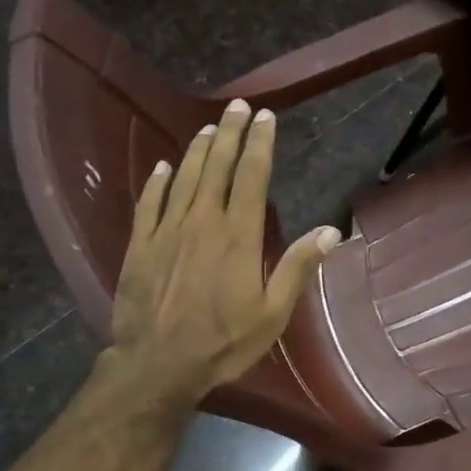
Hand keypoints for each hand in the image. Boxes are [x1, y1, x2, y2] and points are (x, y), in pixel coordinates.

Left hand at [107, 99, 339, 410]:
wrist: (158, 363)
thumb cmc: (223, 342)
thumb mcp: (272, 313)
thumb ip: (297, 267)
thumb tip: (331, 231)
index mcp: (238, 235)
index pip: (252, 176)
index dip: (260, 143)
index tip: (265, 117)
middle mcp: (202, 221)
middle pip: (217, 166)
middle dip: (230, 133)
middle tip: (238, 107)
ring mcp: (167, 230)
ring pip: (184, 177)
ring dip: (198, 150)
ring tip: (209, 127)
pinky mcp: (140, 245)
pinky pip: (149, 202)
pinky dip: (157, 181)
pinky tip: (162, 167)